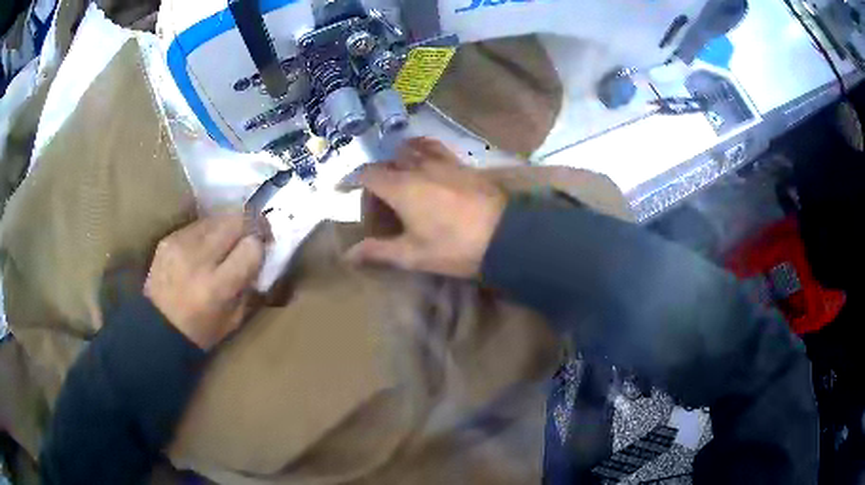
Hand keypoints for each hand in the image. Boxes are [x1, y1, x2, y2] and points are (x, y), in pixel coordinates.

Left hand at [144, 213, 265, 349]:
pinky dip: (209, 231)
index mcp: (217, 286)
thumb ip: (249, 284)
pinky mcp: (169, 238)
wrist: (156, 328)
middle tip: (253, 235)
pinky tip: (206, 247)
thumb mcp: (234, 318)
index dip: (261, 246)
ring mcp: (180, 244)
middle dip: (250, 225)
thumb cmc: (200, 332)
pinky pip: (198, 224)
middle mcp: (198, 258)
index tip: (264, 248)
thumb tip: (260, 255)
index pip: (251, 247)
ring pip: (217, 217)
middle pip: (236, 221)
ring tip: (228, 242)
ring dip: (229, 226)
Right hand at [345, 137, 506, 277]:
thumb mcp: (413, 255)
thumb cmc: (454, 247)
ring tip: (400, 169)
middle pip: (390, 160)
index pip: (368, 174)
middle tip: (376, 192)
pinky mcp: (463, 164)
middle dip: (377, 172)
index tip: (342, 188)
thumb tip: (348, 256)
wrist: (505, 236)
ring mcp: (444, 162)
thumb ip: (378, 251)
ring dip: (401, 155)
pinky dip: (425, 150)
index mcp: (401, 187)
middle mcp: (419, 167)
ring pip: (414, 148)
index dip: (351, 179)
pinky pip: (437, 149)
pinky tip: (430, 163)